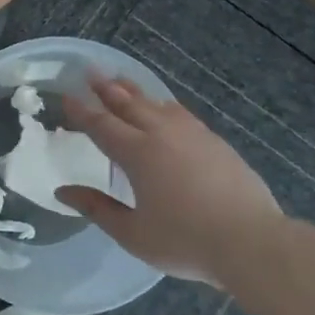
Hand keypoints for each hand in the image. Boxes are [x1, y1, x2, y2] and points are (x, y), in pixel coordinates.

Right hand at [58, 74, 282, 285]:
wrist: (251, 242)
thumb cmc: (185, 241)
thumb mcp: (133, 233)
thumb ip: (97, 208)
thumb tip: (63, 192)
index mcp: (137, 154)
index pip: (101, 125)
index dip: (82, 111)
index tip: (67, 96)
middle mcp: (162, 134)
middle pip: (128, 104)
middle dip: (106, 88)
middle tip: (91, 72)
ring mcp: (192, 135)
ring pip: (156, 104)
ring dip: (135, 91)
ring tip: (121, 81)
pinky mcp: (215, 142)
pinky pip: (180, 113)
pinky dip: (163, 104)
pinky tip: (164, 107)